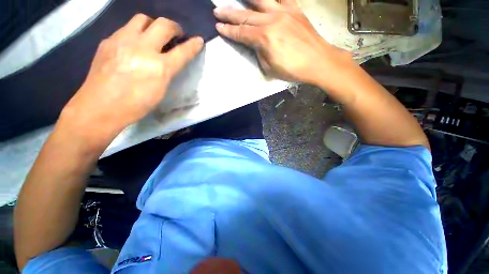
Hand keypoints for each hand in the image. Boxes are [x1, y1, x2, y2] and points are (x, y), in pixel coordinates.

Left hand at [61, 14, 203, 138]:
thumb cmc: (136, 105)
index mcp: (159, 67)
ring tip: (154, 35)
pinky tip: (133, 45)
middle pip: (163, 24)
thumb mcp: (160, 91)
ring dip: (153, 25)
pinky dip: (135, 33)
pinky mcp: (108, 40)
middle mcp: (142, 48)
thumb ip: (167, 73)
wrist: (100, 106)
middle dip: (174, 27)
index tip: (199, 40)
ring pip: (143, 19)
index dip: (193, 45)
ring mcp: (123, 41)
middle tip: (176, 34)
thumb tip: (170, 61)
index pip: (182, 52)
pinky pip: (126, 28)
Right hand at [214, 0, 351, 84]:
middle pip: (246, 16)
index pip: (241, 33)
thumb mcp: (270, 68)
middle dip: (230, 14)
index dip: (229, 31)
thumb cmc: (293, 70)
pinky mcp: (295, 9)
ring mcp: (284, 12)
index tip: (218, 27)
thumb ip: (260, 53)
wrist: (318, 61)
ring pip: (260, 1)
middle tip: (218, 11)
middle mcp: (271, 20)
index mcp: (264, 38)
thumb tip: (256, 44)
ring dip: (245, 0)